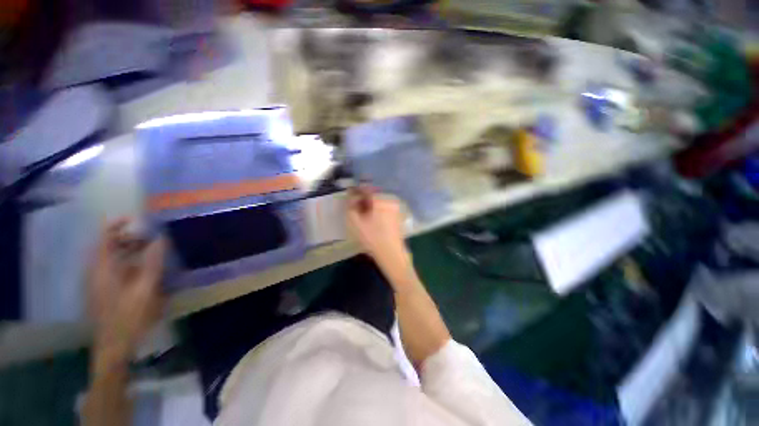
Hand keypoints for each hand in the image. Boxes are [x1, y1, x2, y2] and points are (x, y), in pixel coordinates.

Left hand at [88, 219, 165, 361]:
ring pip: (111, 259)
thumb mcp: (146, 289)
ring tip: (150, 252)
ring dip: (129, 251)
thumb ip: (153, 262)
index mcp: (103, 269)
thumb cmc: (130, 316)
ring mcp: (98, 283)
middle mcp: (96, 272)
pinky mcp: (103, 292)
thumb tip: (161, 239)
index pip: (104, 238)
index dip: (116, 225)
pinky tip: (143, 270)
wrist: (115, 346)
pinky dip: (127, 263)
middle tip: (151, 238)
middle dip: (128, 238)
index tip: (135, 219)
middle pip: (107, 247)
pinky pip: (113, 269)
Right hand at [347, 188, 412, 283]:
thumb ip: (351, 206)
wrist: (392, 253)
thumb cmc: (372, 238)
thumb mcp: (355, 222)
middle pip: (373, 193)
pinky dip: (378, 208)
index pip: (366, 188)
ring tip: (363, 213)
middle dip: (363, 197)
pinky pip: (385, 206)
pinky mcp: (398, 214)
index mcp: (380, 199)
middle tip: (355, 205)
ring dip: (370, 203)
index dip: (356, 190)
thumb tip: (351, 196)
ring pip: (380, 200)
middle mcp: (390, 199)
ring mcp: (396, 206)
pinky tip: (373, 217)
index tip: (349, 194)